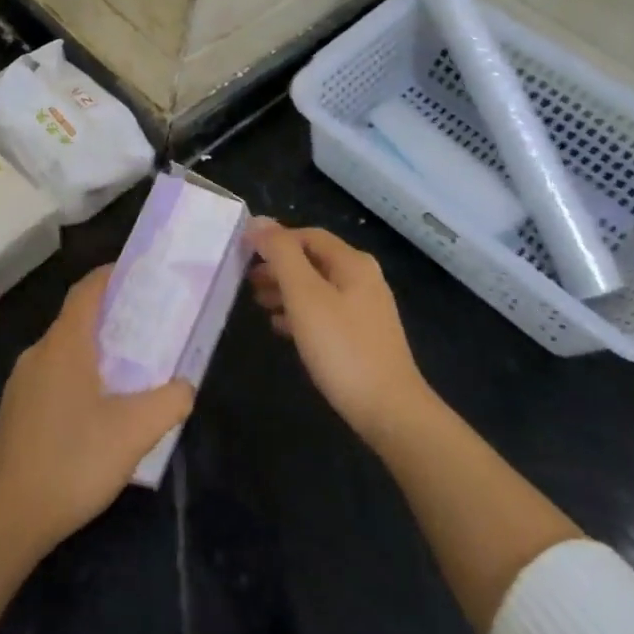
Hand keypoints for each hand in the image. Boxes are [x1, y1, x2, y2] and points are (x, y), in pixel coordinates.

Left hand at [0, 265, 194, 554]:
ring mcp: (21, 383)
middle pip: (76, 319)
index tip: (139, 273)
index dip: (111, 275)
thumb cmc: (74, 461)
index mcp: (64, 344)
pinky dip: (77, 375)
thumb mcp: (135, 431)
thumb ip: (169, 401)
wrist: (9, 517)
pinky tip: (96, 408)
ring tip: (128, 368)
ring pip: (63, 351)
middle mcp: (38, 353)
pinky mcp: (15, 411)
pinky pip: (51, 376)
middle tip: (147, 326)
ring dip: (94, 350)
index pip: (87, 291)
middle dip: (111, 316)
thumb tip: (184, 386)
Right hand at [248, 221, 430, 444]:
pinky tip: (282, 329)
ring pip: (318, 288)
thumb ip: (281, 255)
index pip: (307, 235)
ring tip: (258, 303)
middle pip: (313, 261)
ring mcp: (366, 310)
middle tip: (247, 281)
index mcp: (352, 263)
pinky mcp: (363, 337)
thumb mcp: (304, 296)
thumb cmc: (342, 348)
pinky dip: (301, 313)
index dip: (274, 239)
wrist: (389, 411)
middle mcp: (363, 279)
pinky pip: (325, 313)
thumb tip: (258, 221)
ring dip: (286, 290)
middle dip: (278, 266)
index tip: (244, 252)